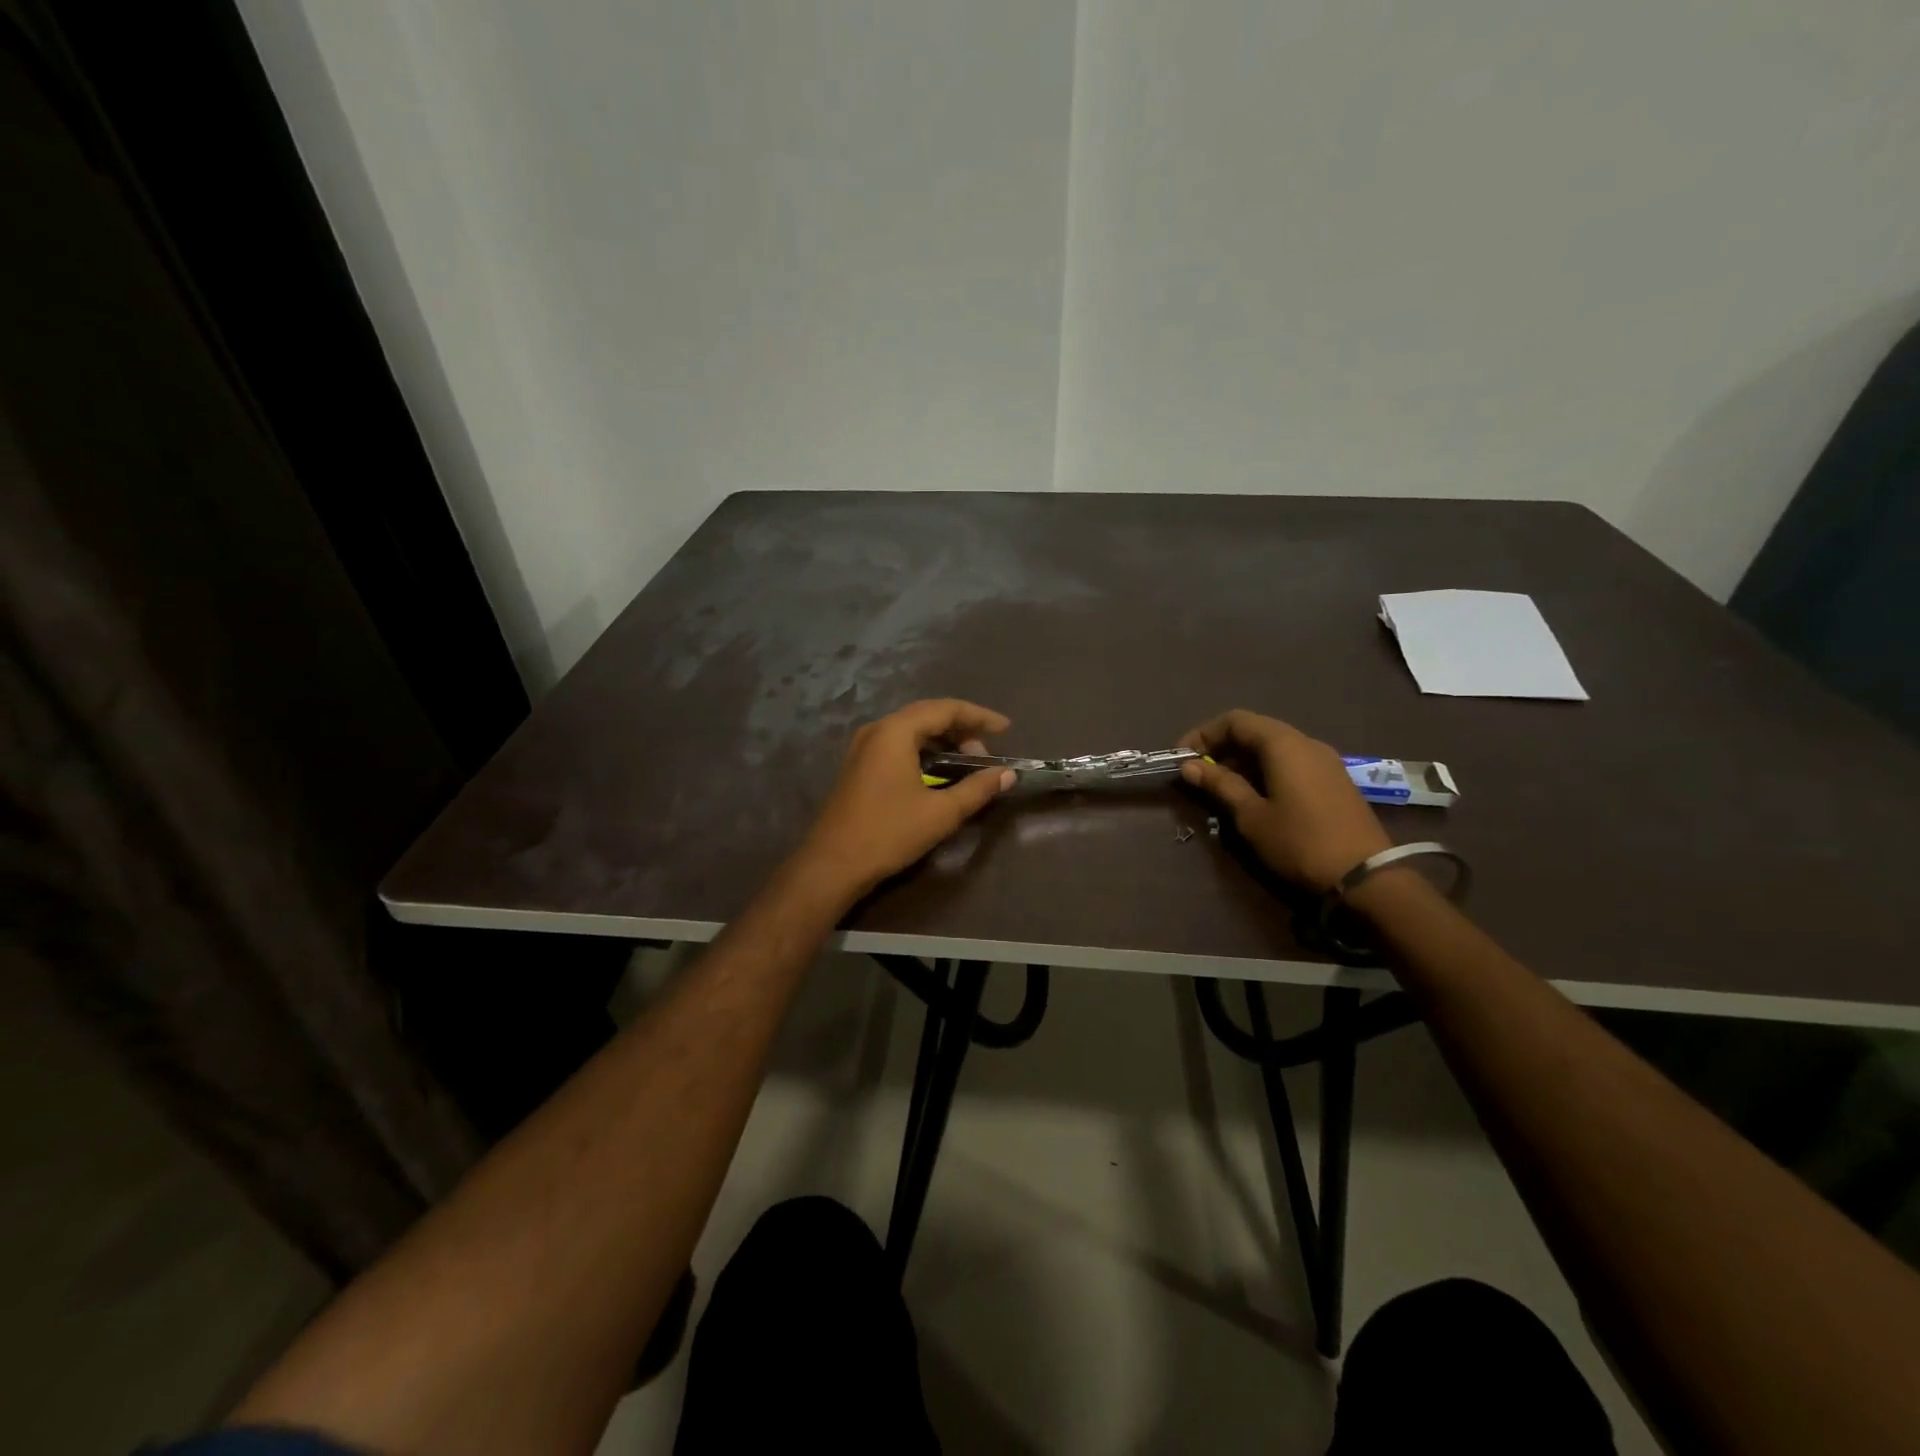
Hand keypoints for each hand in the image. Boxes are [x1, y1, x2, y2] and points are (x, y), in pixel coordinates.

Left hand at [796, 699, 1015, 898]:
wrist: (833, 864)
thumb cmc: (889, 833)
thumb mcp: (941, 813)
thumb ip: (977, 789)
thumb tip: (1007, 774)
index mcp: (895, 731)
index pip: (946, 709)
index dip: (979, 717)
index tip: (1006, 729)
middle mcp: (877, 730)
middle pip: (928, 715)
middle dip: (962, 730)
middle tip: (986, 755)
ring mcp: (863, 747)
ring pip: (912, 730)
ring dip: (943, 741)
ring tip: (967, 765)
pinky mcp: (859, 765)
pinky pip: (898, 745)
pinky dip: (924, 751)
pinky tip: (938, 772)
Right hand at [1178, 710, 1390, 892]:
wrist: (1365, 876)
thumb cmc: (1299, 841)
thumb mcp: (1251, 815)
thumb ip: (1220, 785)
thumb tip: (1189, 767)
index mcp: (1283, 744)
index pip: (1235, 720)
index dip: (1203, 735)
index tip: (1182, 759)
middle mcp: (1306, 743)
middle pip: (1255, 730)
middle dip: (1222, 748)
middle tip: (1199, 776)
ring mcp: (1325, 761)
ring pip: (1274, 748)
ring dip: (1243, 762)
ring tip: (1223, 790)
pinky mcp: (1334, 781)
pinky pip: (1291, 763)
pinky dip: (1266, 771)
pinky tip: (1256, 798)